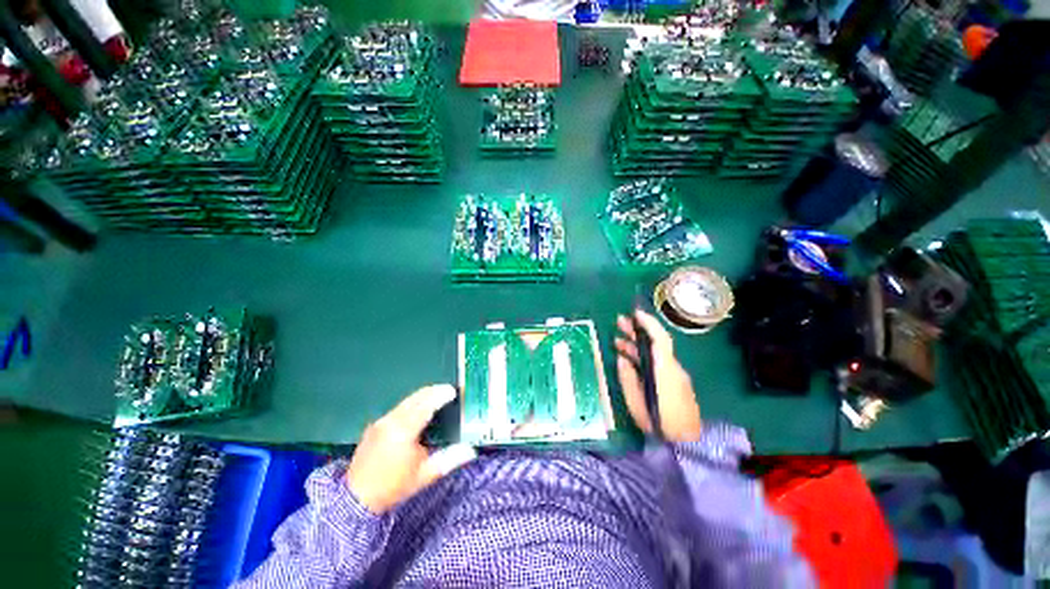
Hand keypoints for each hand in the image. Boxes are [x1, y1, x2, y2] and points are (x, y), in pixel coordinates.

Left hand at [345, 384, 476, 513]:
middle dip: (433, 391)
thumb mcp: (424, 475)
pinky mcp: (375, 426)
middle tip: (448, 391)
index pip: (426, 404)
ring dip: (422, 396)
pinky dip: (412, 404)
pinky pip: (398, 407)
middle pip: (416, 397)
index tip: (453, 391)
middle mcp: (391, 420)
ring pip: (406, 401)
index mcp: (404, 430)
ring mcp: (381, 422)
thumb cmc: (393, 487)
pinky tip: (417, 411)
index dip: (441, 395)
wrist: (355, 500)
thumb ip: (449, 459)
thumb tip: (472, 450)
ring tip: (436, 397)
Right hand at [615, 310, 702, 442]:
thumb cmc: (659, 423)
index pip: (661, 339)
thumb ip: (628, 378)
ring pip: (655, 353)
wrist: (687, 445)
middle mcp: (672, 369)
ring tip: (617, 339)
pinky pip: (657, 363)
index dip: (648, 323)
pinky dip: (643, 357)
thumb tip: (622, 359)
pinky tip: (628, 357)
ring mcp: (675, 376)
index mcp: (665, 370)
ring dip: (637, 344)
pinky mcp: (674, 383)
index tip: (635, 313)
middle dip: (638, 330)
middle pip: (657, 343)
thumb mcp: (636, 402)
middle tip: (619, 322)